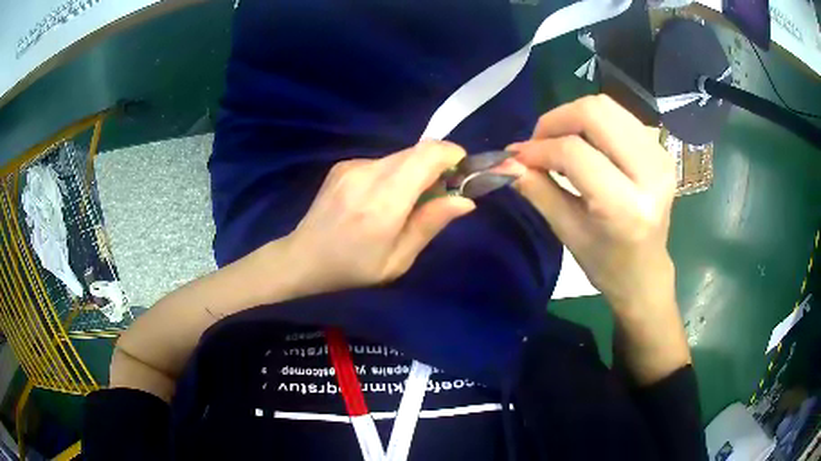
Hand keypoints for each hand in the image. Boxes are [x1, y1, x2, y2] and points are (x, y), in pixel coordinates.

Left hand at [284, 141, 474, 295]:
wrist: (303, 257)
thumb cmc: (352, 268)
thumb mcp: (397, 260)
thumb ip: (430, 224)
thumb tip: (465, 201)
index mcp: (383, 203)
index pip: (427, 155)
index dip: (452, 155)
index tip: (462, 173)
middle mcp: (367, 174)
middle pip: (417, 151)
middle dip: (437, 166)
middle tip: (438, 194)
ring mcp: (352, 166)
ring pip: (400, 156)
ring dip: (414, 172)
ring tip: (404, 203)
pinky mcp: (343, 164)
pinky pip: (381, 162)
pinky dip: (393, 175)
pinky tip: (378, 201)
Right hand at [509, 95, 676, 314]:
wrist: (646, 273)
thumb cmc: (606, 264)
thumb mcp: (567, 232)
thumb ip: (538, 190)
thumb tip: (505, 162)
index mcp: (625, 207)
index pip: (575, 153)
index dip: (540, 148)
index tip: (517, 157)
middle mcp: (650, 174)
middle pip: (595, 113)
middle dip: (556, 120)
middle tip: (539, 143)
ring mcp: (660, 157)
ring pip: (607, 106)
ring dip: (574, 117)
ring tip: (559, 142)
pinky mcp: (662, 149)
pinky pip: (620, 116)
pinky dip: (594, 122)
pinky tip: (585, 144)